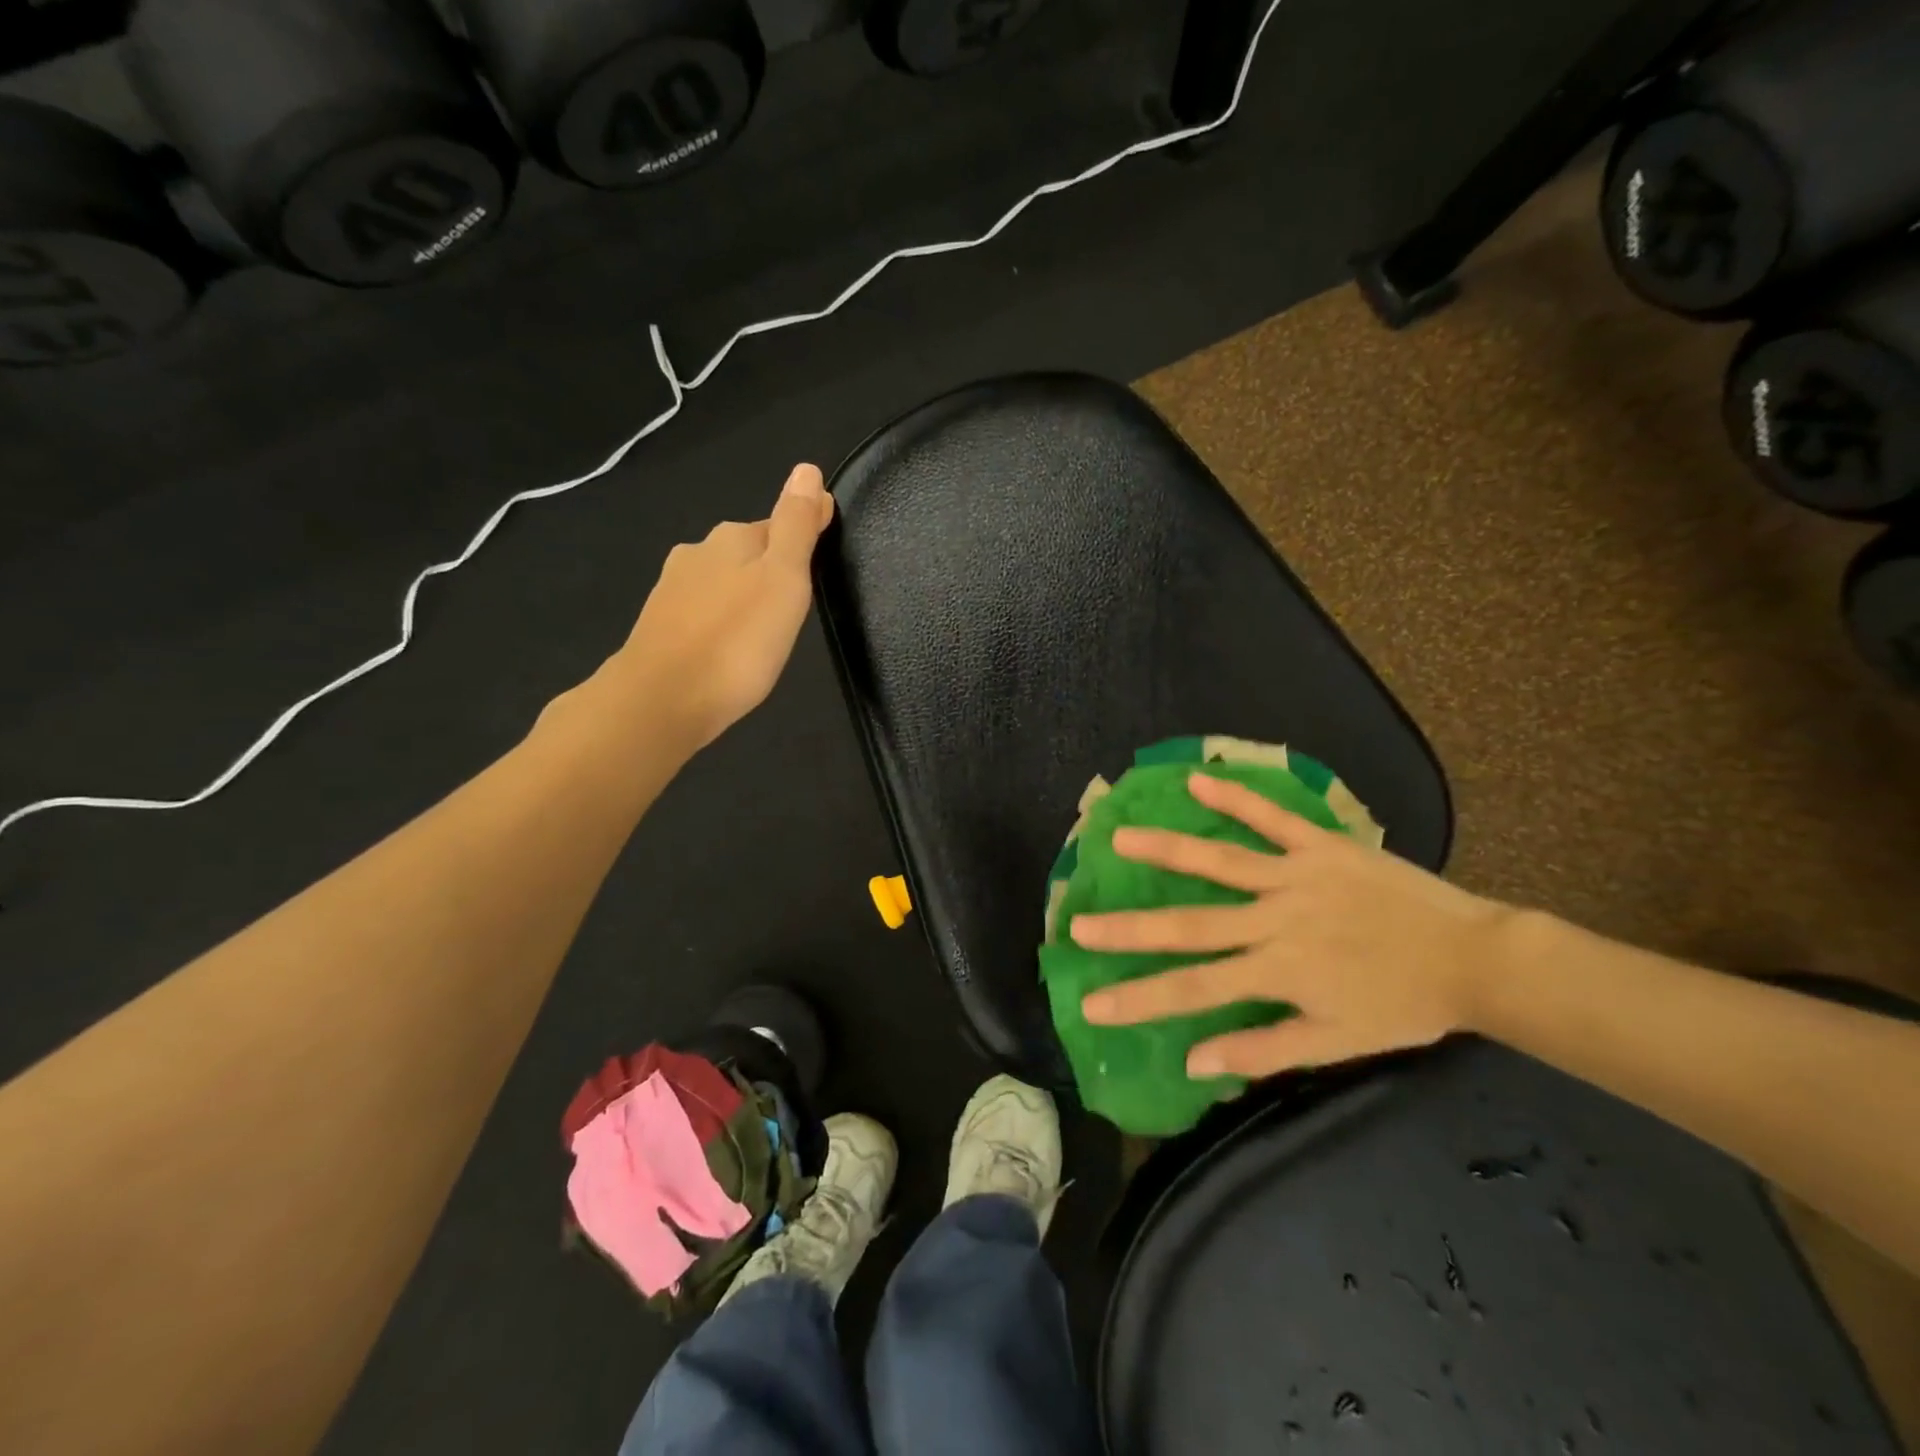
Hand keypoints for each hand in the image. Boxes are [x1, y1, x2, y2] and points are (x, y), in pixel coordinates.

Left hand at [612, 463, 833, 747]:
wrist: (663, 699)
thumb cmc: (738, 640)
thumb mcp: (784, 579)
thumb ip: (797, 526)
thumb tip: (807, 469)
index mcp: (732, 539)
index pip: (777, 526)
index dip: (800, 543)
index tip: (818, 569)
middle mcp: (697, 553)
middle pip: (745, 554)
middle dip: (768, 572)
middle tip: (792, 608)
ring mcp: (671, 590)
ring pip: (719, 584)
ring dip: (740, 599)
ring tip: (761, 632)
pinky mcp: (658, 627)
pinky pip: (700, 614)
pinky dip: (718, 623)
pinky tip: (726, 648)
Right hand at [1073, 772, 1515, 1078]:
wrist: (1472, 958)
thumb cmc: (1402, 1005)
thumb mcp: (1336, 1043)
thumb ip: (1262, 1050)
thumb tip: (1193, 1061)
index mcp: (1277, 973)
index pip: (1193, 990)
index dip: (1139, 997)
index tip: (1091, 1001)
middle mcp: (1275, 922)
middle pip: (1190, 926)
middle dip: (1130, 928)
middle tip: (1078, 922)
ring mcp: (1295, 878)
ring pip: (1219, 863)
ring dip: (1166, 851)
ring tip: (1119, 840)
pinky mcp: (1320, 847)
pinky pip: (1271, 818)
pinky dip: (1235, 799)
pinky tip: (1198, 782)